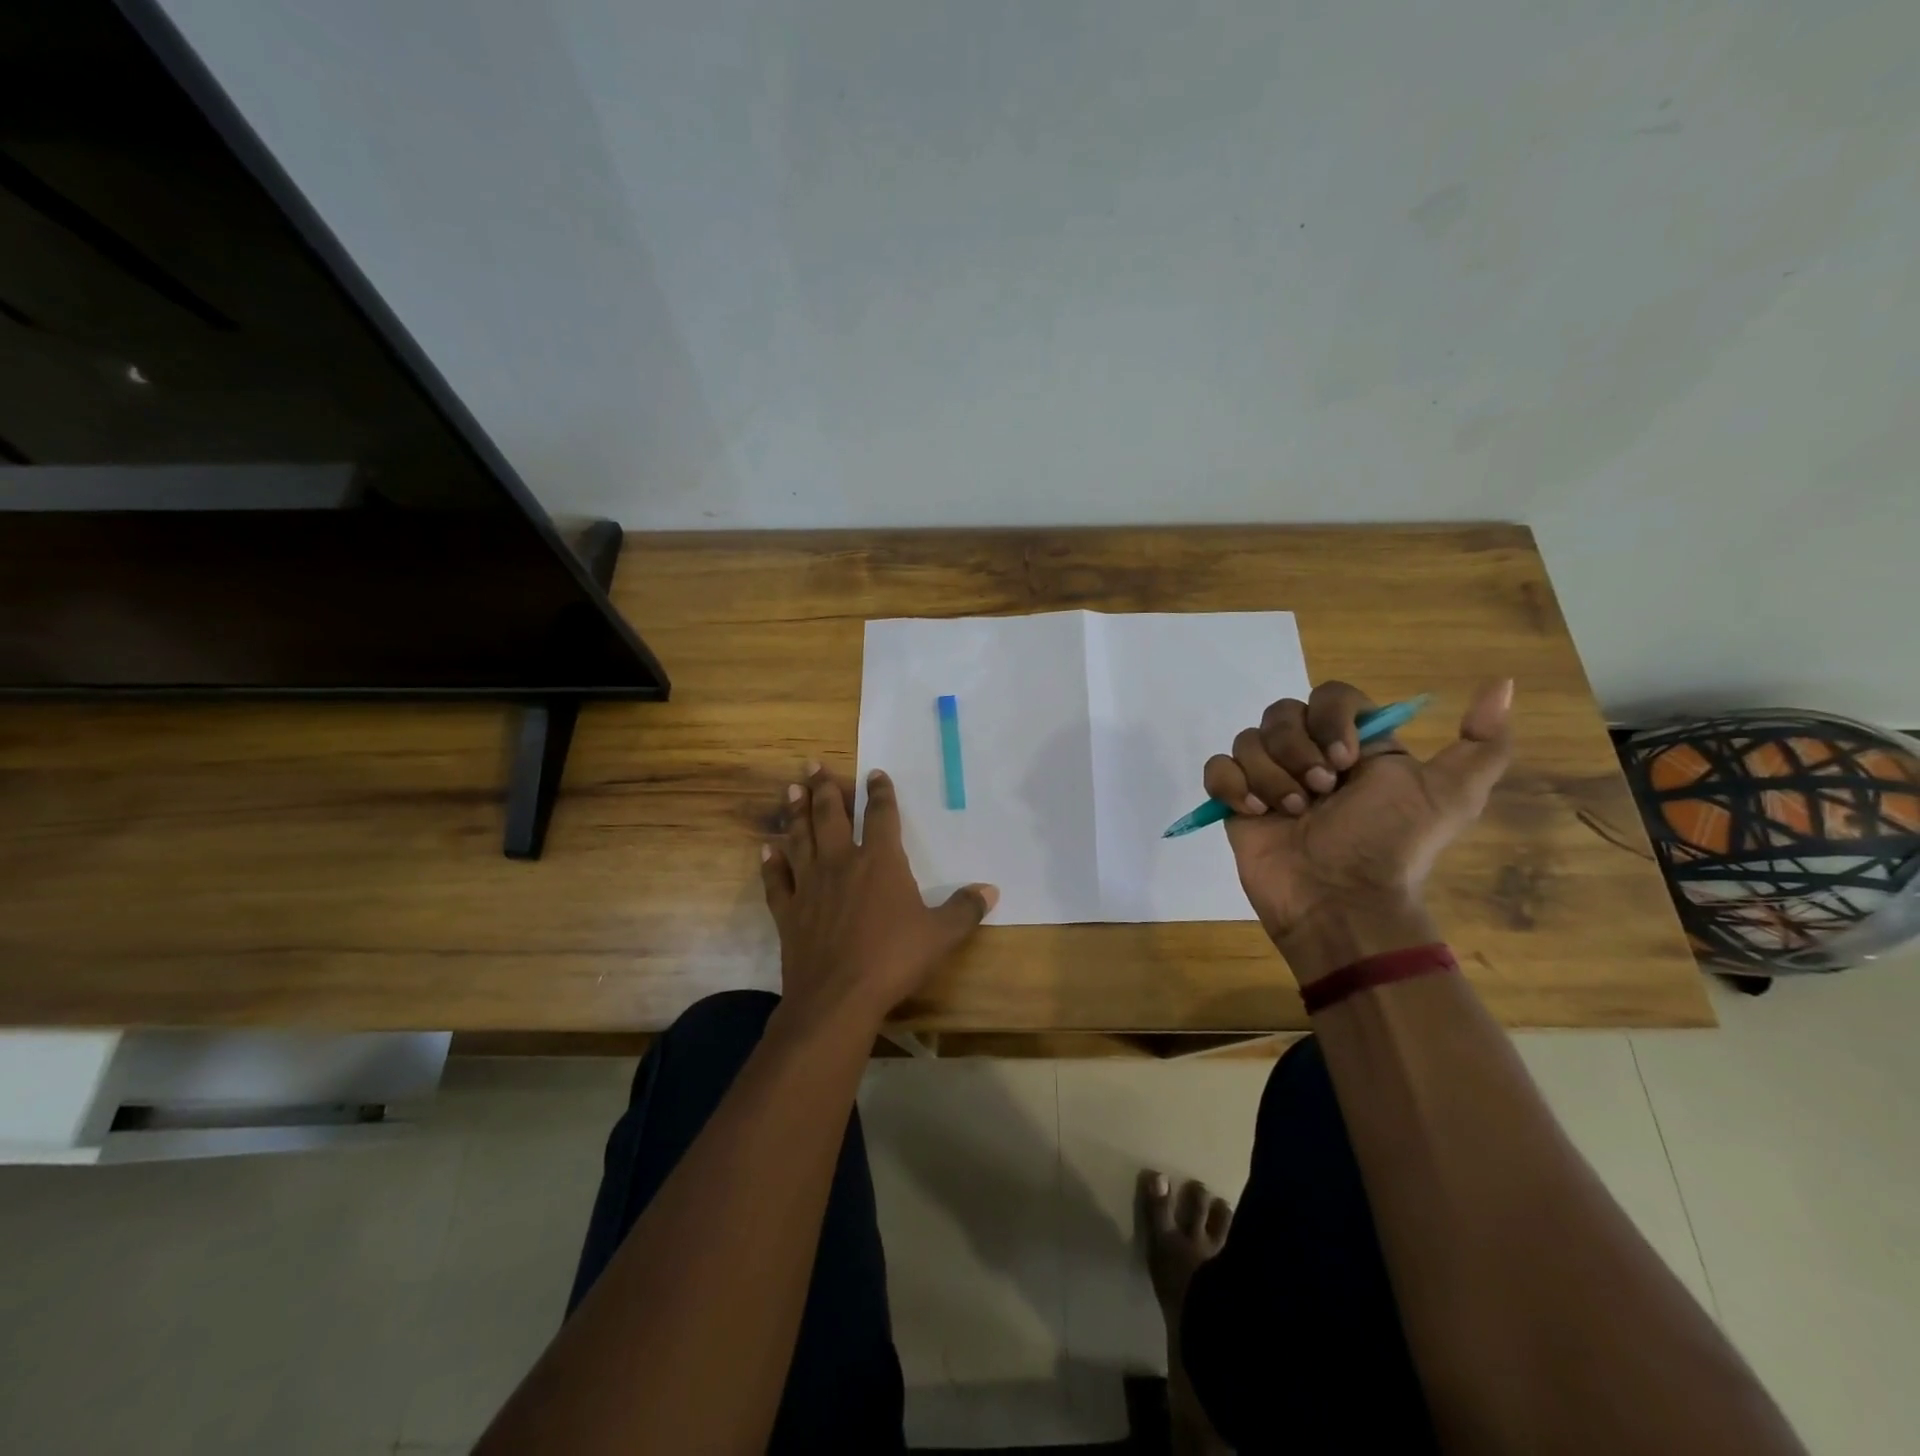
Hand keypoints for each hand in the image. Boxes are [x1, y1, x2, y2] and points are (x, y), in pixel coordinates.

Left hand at [761, 763, 998, 1030]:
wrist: (837, 997)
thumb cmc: (893, 960)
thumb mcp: (940, 935)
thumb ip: (964, 910)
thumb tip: (991, 890)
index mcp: (880, 861)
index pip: (882, 815)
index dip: (880, 792)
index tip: (874, 773)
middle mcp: (842, 862)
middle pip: (830, 815)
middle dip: (824, 787)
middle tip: (813, 763)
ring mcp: (810, 885)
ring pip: (799, 838)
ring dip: (795, 812)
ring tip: (791, 789)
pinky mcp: (789, 911)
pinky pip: (777, 880)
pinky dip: (771, 863)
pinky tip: (766, 849)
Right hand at [1203, 680, 1513, 979]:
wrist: (1340, 901)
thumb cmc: (1390, 845)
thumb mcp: (1451, 796)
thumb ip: (1483, 744)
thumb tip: (1502, 684)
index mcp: (1355, 745)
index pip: (1329, 696)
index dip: (1330, 719)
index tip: (1346, 760)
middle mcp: (1309, 754)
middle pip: (1281, 713)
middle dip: (1296, 751)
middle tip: (1318, 793)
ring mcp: (1268, 778)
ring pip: (1248, 740)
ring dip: (1269, 776)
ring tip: (1290, 813)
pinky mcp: (1236, 802)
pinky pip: (1217, 769)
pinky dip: (1231, 786)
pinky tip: (1256, 813)